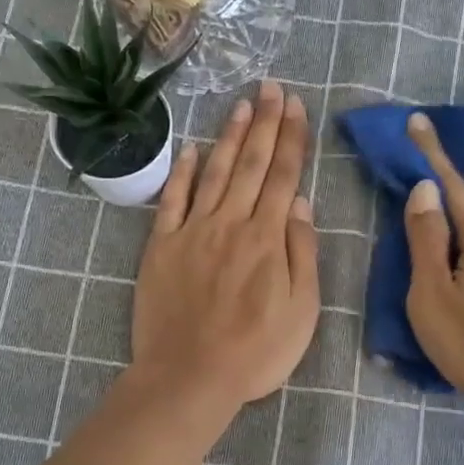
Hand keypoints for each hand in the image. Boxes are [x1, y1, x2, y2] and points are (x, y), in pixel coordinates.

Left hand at [132, 80, 319, 408]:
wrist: (189, 377)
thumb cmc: (255, 352)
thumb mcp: (302, 311)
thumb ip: (303, 253)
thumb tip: (301, 204)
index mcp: (267, 239)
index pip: (283, 176)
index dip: (291, 138)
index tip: (296, 106)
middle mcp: (230, 223)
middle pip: (250, 164)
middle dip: (265, 122)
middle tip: (272, 86)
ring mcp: (192, 232)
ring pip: (214, 172)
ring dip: (229, 136)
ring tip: (241, 104)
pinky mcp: (161, 247)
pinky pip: (172, 200)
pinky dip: (182, 172)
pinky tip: (192, 149)